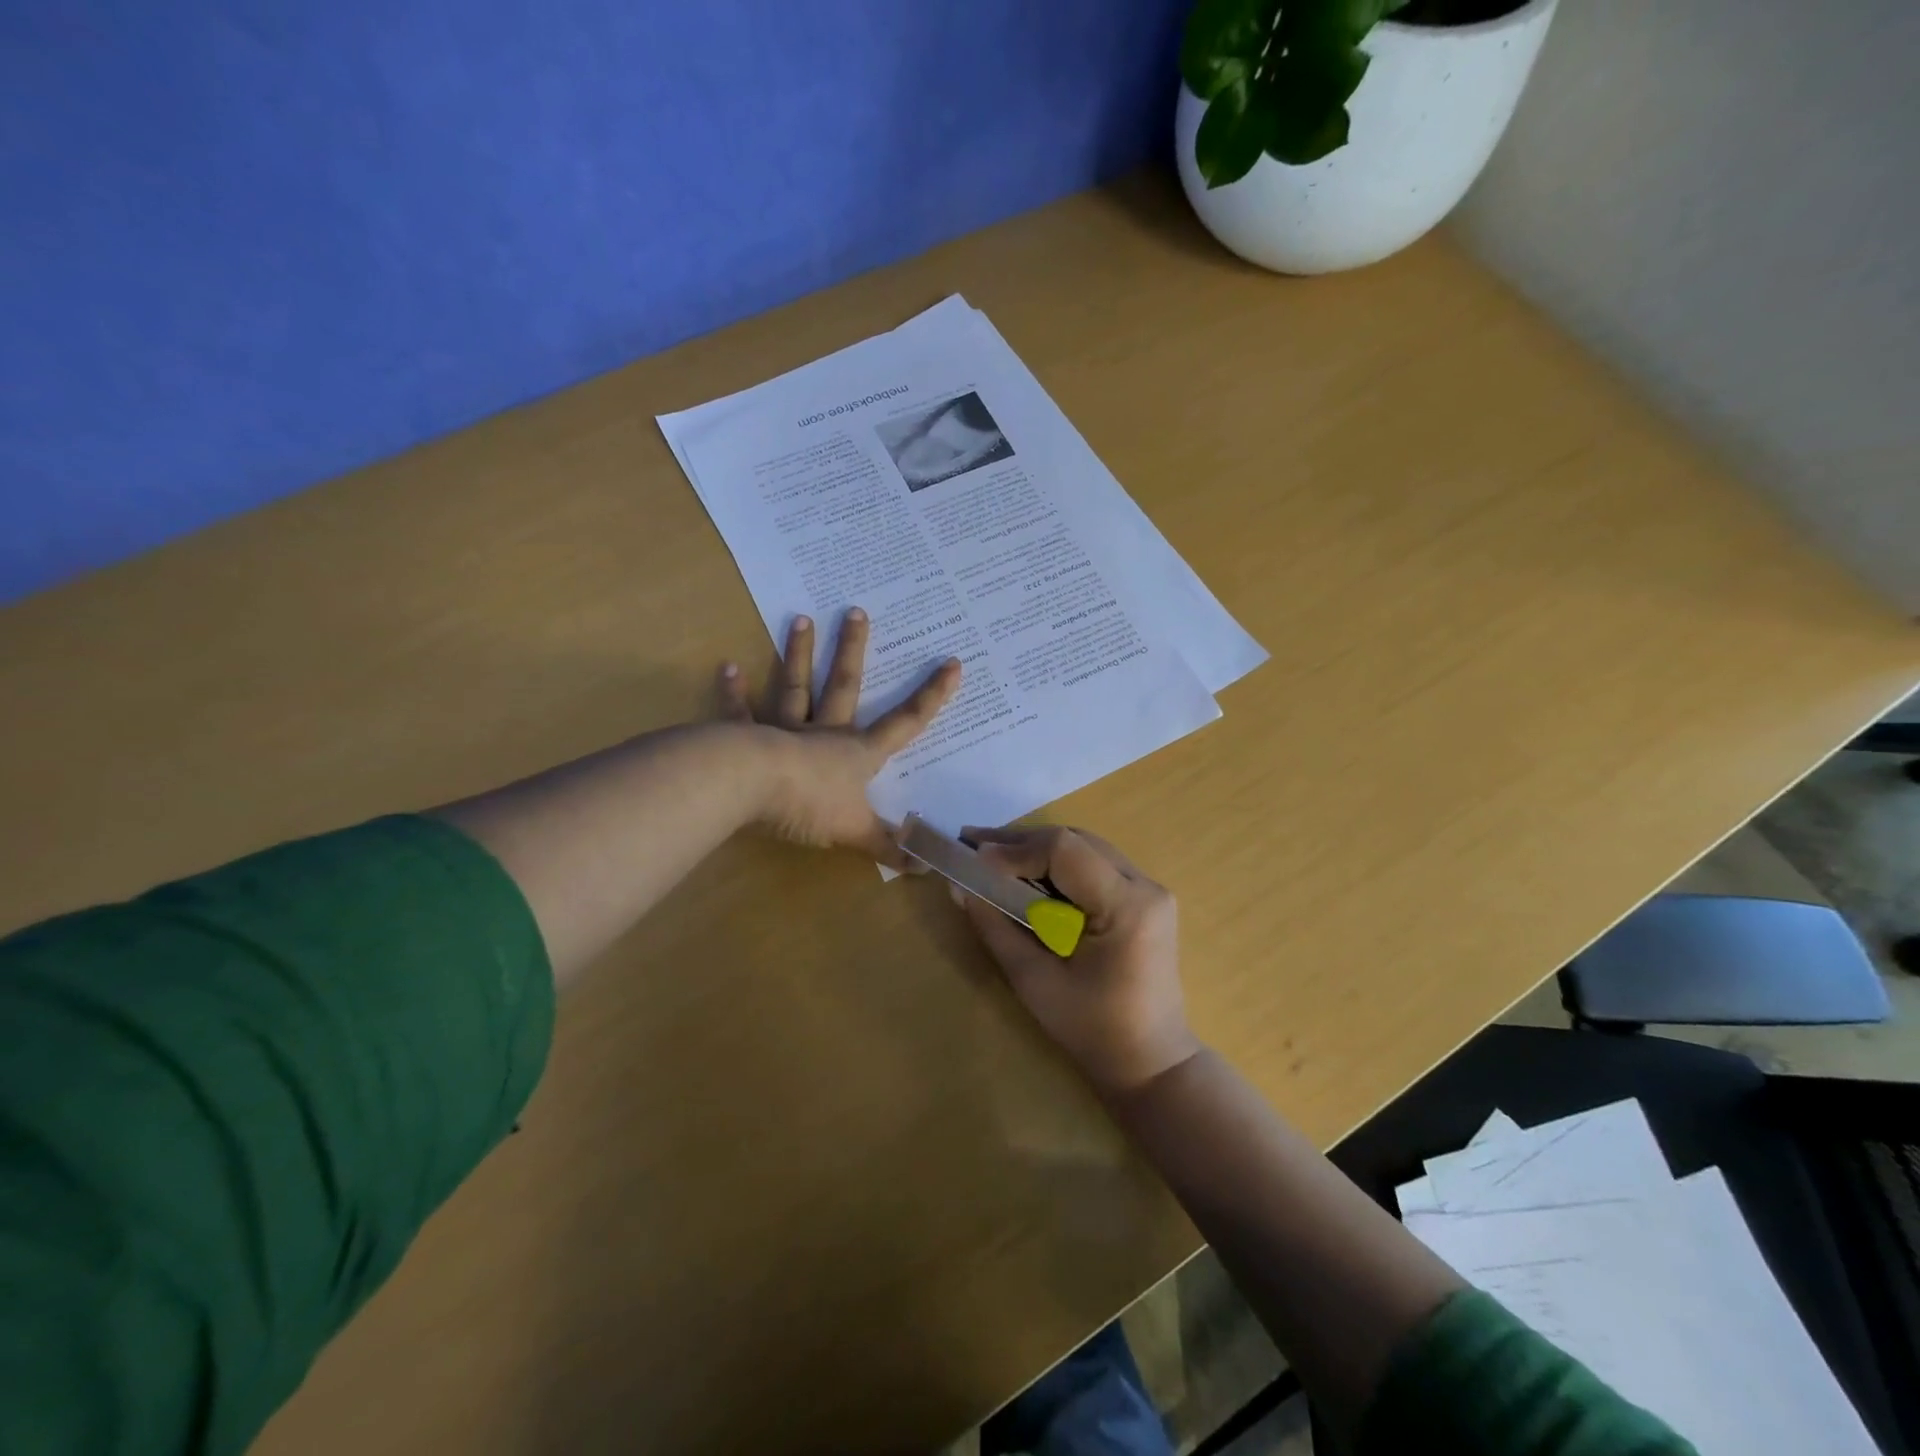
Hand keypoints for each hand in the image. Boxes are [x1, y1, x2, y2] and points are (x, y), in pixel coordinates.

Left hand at [718, 607, 960, 866]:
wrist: (751, 789)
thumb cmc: (811, 805)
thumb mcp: (856, 833)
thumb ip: (889, 848)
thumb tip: (928, 867)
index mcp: (857, 753)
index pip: (905, 723)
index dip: (931, 697)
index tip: (952, 664)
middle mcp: (824, 733)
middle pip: (845, 686)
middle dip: (853, 650)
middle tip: (856, 611)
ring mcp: (785, 731)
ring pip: (796, 687)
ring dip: (799, 654)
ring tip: (800, 617)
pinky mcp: (746, 738)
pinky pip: (741, 713)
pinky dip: (734, 692)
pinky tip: (726, 667)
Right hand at [953, 826, 1200, 1094]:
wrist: (1150, 1061)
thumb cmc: (1092, 1030)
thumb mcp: (1034, 981)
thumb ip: (996, 928)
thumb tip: (960, 886)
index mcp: (1127, 906)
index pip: (1065, 851)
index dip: (1015, 849)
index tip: (972, 857)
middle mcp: (1145, 886)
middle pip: (1075, 841)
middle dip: (1020, 842)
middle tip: (971, 845)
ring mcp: (1149, 889)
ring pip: (1083, 847)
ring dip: (1036, 849)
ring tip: (990, 854)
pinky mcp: (1142, 898)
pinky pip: (1093, 864)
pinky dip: (1056, 864)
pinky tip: (1025, 871)